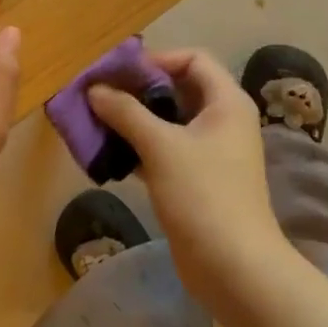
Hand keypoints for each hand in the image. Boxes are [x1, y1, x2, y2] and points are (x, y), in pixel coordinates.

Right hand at [88, 48, 289, 302]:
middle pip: (178, 89)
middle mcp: (223, 120)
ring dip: (135, 121)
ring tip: (98, 123)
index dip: (157, 60)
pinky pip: (166, 151)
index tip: (119, 73)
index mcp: (226, 102)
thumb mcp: (160, 146)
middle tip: (100, 96)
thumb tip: (94, 89)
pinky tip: (110, 155)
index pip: (193, 59)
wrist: (233, 266)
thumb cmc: (203, 194)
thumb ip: (125, 112)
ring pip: (169, 122)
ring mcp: (211, 153)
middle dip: (138, 91)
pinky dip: (140, 148)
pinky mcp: (198, 180)